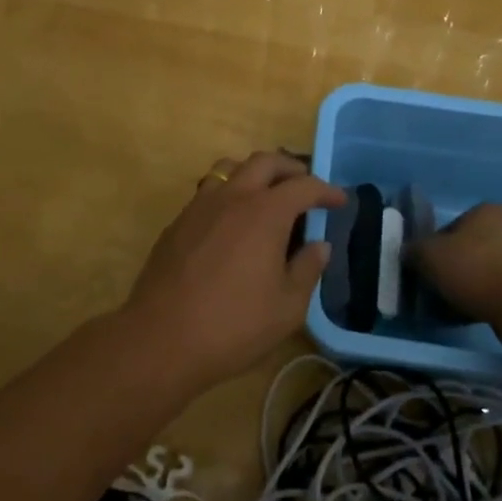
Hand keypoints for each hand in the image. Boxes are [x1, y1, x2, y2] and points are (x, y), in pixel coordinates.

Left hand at [123, 151, 344, 389]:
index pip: (303, 186)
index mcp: (265, 212)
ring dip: (254, 173)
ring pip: (230, 168)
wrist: (161, 338)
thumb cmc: (233, 325)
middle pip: (265, 162)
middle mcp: (233, 197)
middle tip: (305, 187)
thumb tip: (318, 245)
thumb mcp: (287, 307)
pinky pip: (208, 192)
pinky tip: (232, 224)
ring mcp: (200, 206)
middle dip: (291, 169)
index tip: (340, 201)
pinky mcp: (177, 222)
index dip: (326, 191)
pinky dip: (229, 194)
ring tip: (266, 196)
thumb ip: (307, 270)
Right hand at [407, 203, 501, 324]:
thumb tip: (408, 254)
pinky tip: (468, 314)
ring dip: (464, 286)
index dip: (431, 250)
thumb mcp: (429, 255)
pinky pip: (494, 290)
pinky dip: (480, 299)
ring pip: (479, 271)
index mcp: (484, 210)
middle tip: (434, 290)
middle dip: (448, 269)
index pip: (447, 228)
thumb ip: (413, 251)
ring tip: (449, 307)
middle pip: (464, 250)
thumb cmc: (474, 268)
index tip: (424, 271)